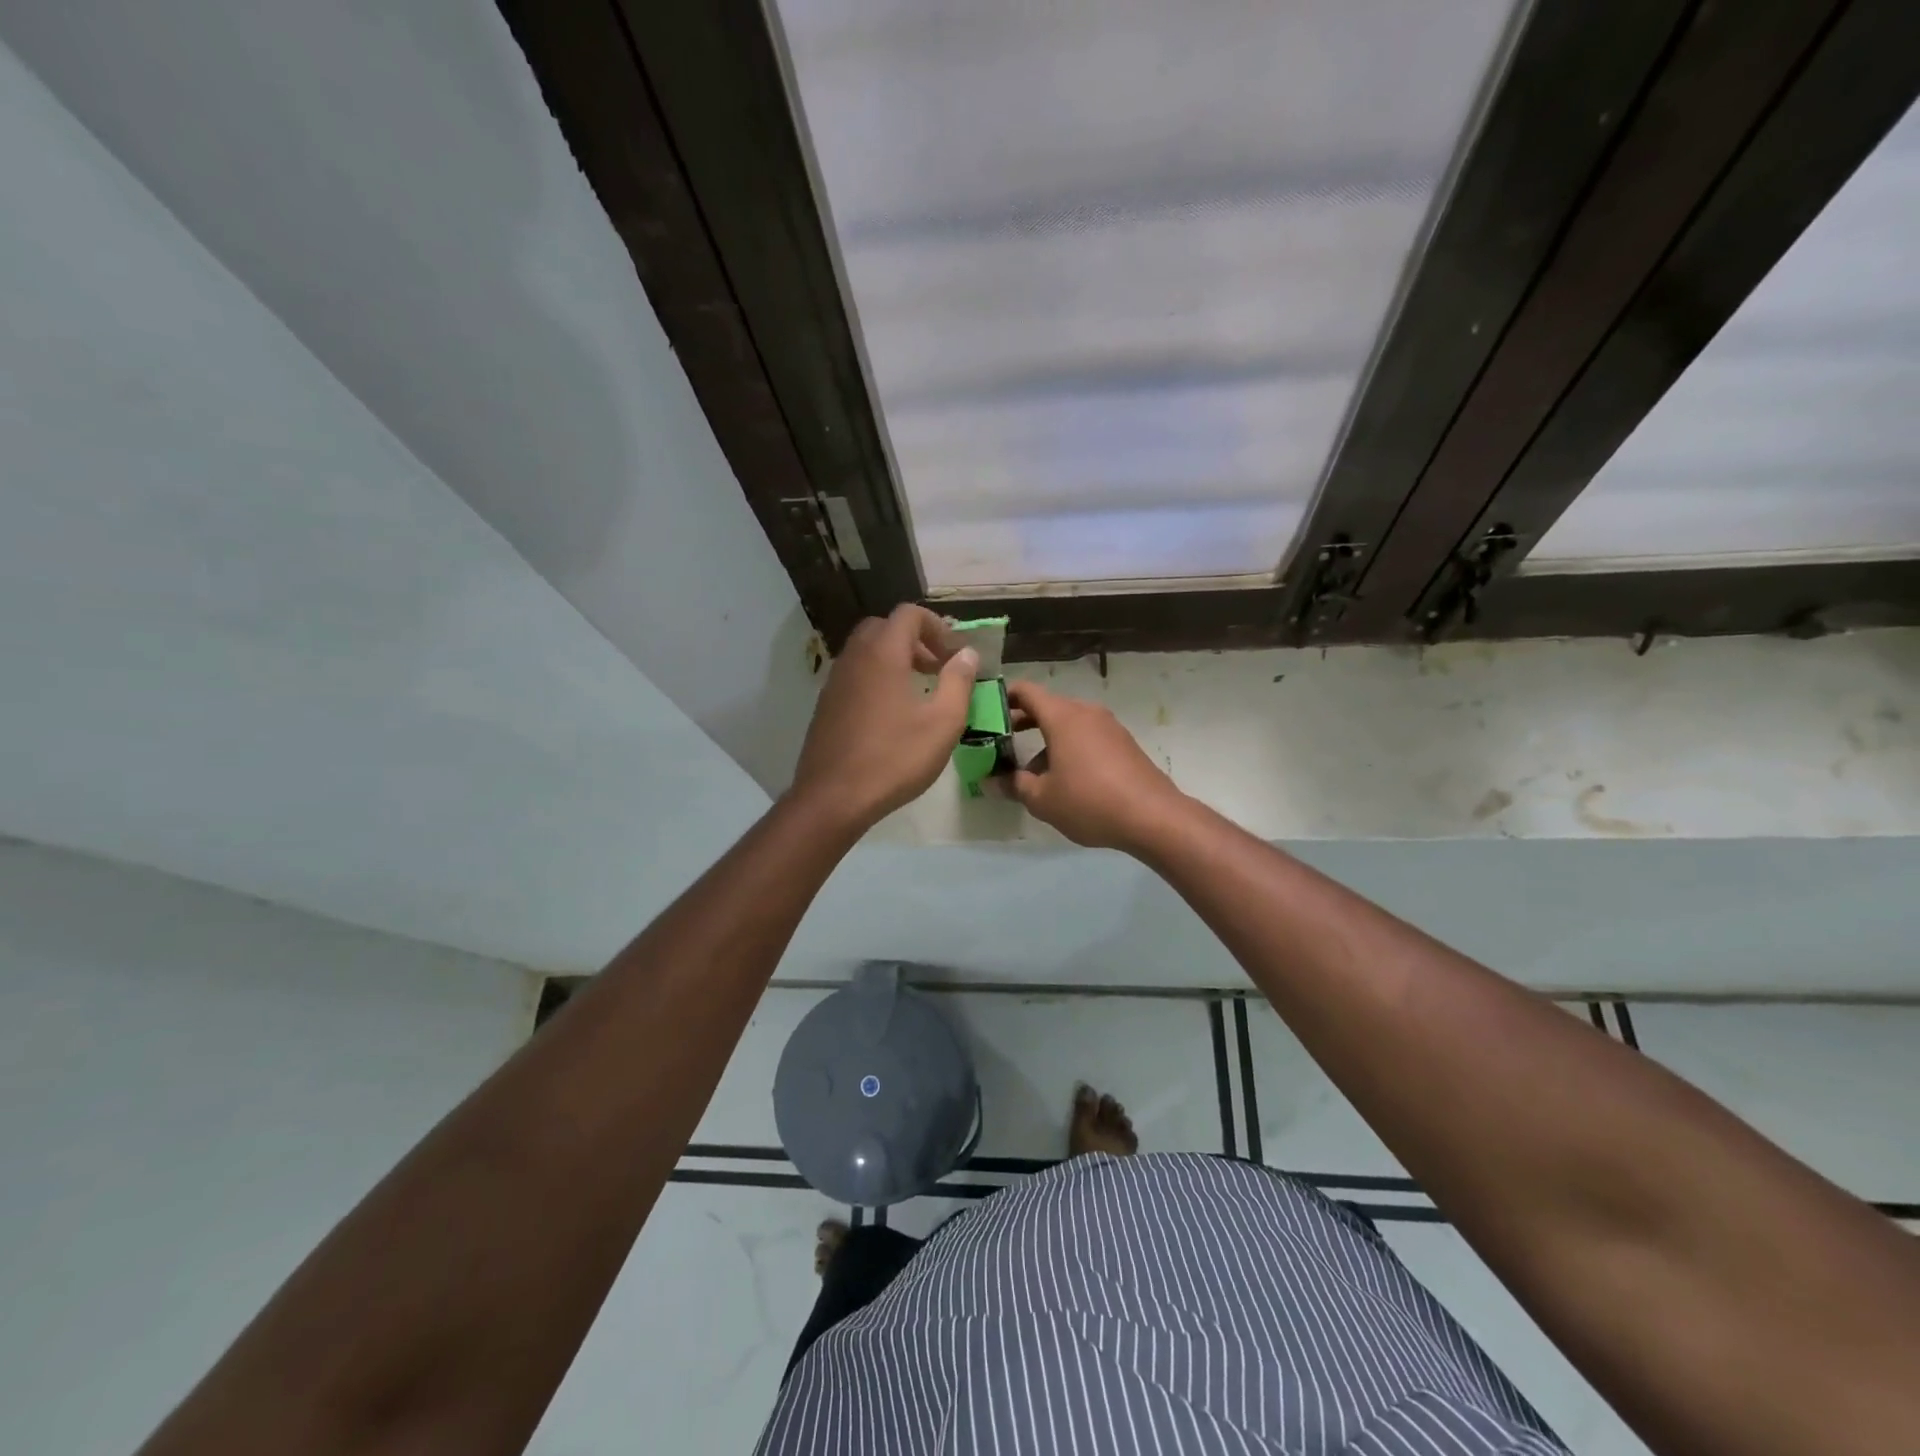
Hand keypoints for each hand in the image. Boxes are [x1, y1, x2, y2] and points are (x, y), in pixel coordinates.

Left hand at [789, 604, 977, 831]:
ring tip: (919, 691)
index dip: (937, 626)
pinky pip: (855, 675)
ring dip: (895, 659)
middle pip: (885, 627)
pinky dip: (877, 678)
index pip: (909, 614)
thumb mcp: (943, 722)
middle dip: (915, 640)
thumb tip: (968, 654)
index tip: (955, 654)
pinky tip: (892, 714)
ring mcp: (835, 681)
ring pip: (867, 651)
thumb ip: (959, 681)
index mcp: (883, 653)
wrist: (833, 798)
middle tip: (938, 668)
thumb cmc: (894, 758)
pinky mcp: (826, 704)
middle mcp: (854, 657)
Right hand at [1007, 680, 1188, 851]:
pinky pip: (1087, 737)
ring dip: (1045, 741)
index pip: (1026, 691)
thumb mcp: (1043, 799)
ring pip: (1068, 724)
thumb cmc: (1089, 801)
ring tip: (1031, 772)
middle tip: (1000, 743)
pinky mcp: (1123, 743)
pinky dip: (1069, 748)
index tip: (985, 712)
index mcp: (1063, 716)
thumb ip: (1014, 785)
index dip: (1003, 697)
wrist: (1153, 816)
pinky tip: (1064, 779)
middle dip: (1021, 722)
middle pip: (1047, 707)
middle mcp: (1086, 712)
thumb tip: (991, 782)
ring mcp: (1108, 726)